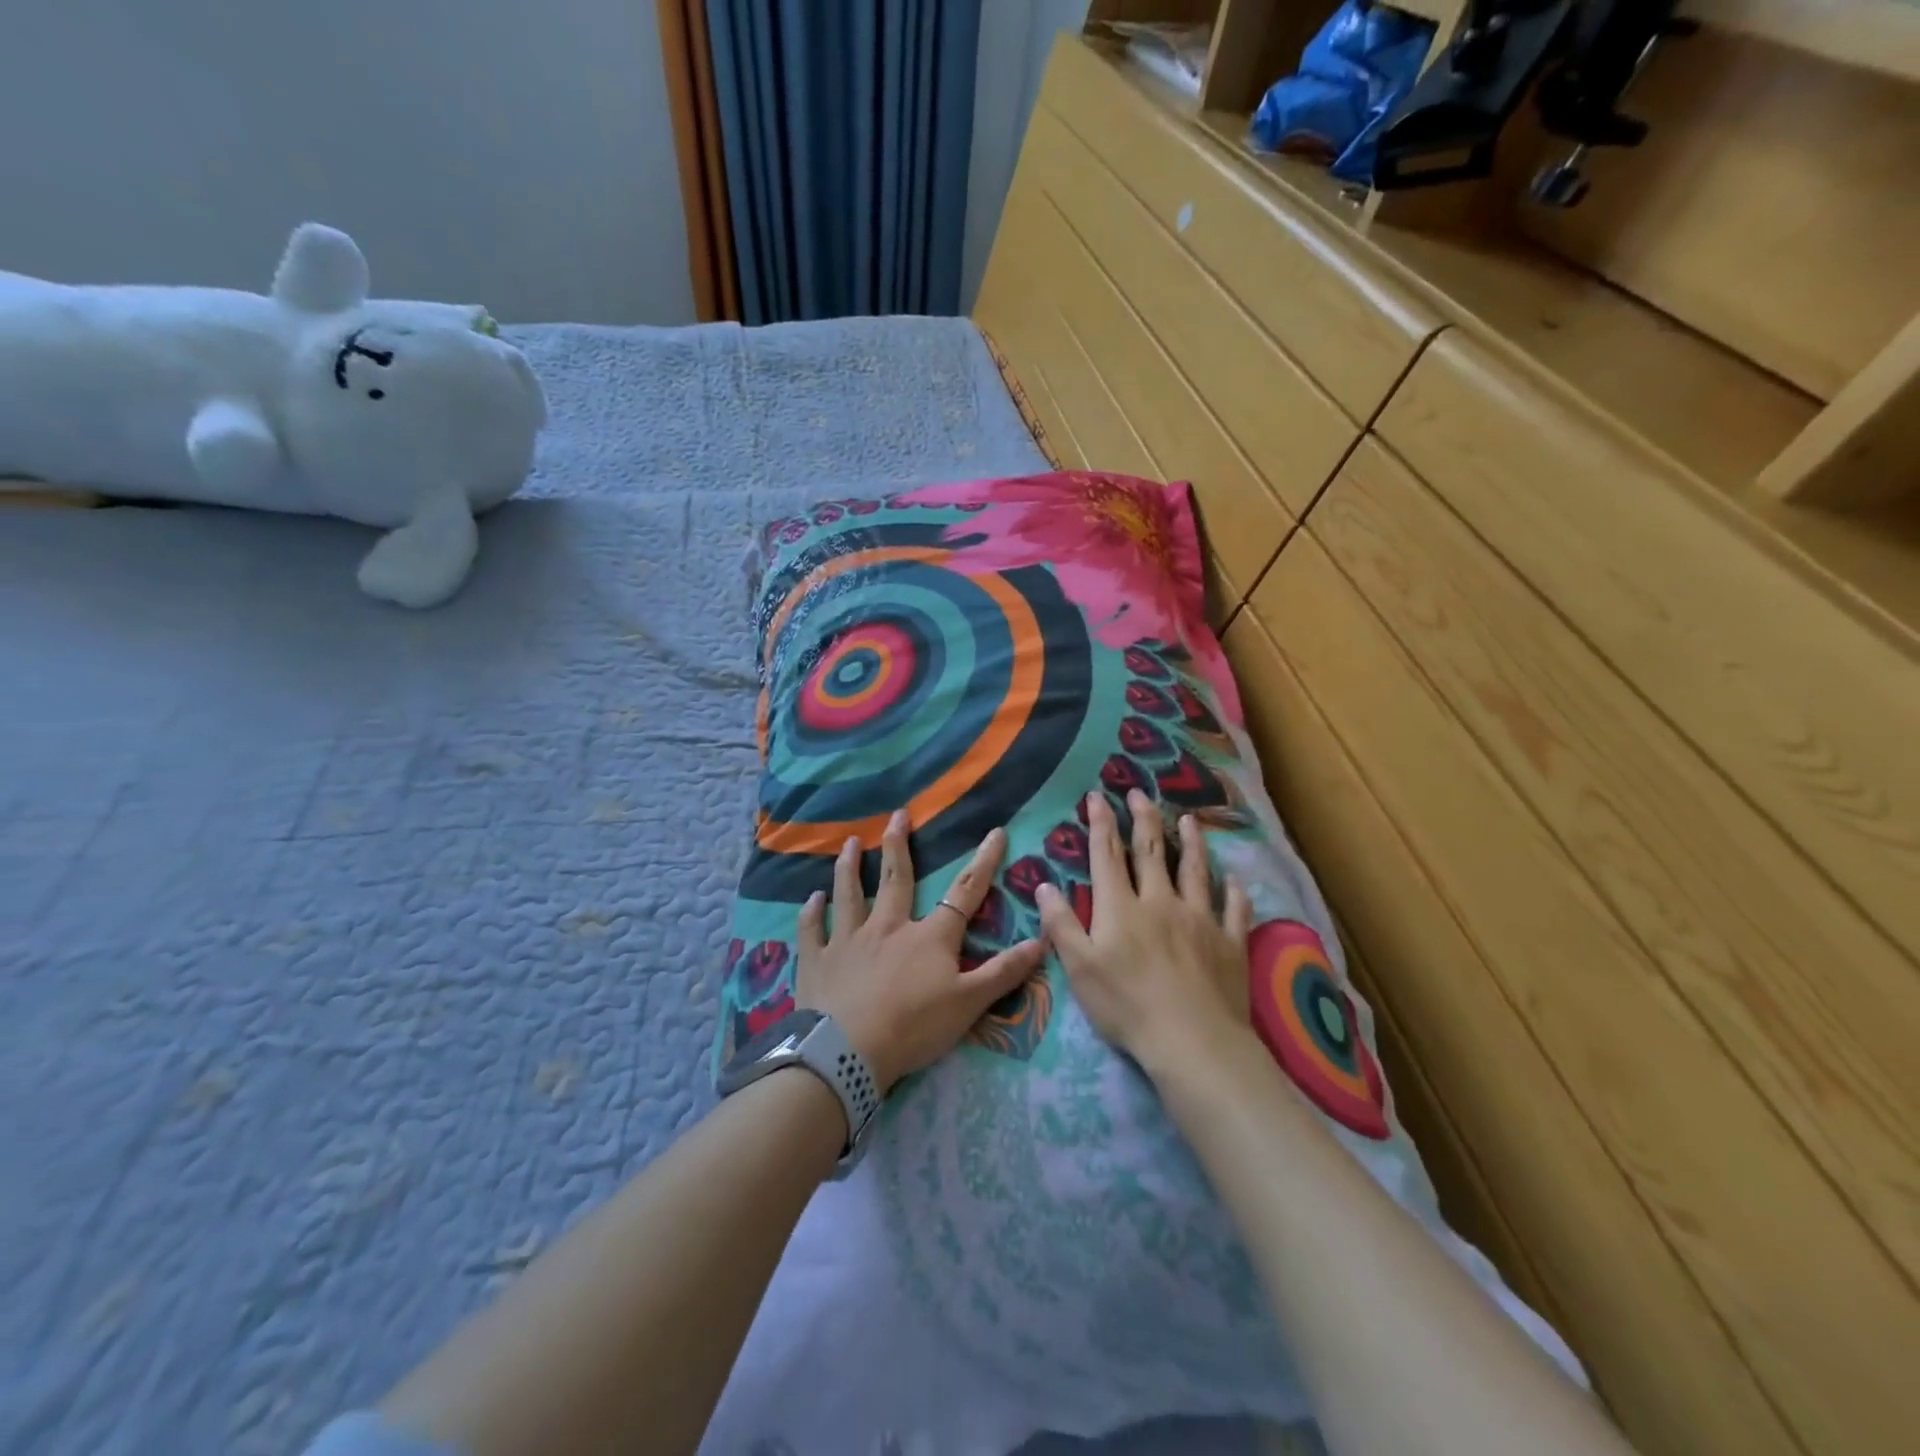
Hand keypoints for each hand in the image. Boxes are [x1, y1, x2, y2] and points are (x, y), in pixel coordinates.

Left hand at [796, 808, 1046, 1094]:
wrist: (847, 1052)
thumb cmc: (913, 1027)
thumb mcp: (969, 1003)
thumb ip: (1003, 972)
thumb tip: (1040, 941)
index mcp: (928, 937)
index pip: (964, 893)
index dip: (983, 863)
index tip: (995, 832)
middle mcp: (887, 927)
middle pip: (896, 879)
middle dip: (899, 845)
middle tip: (898, 815)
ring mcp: (848, 941)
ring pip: (850, 895)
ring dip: (850, 868)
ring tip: (849, 843)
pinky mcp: (817, 961)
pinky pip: (813, 931)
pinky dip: (811, 913)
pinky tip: (811, 898)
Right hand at [1035, 790, 1252, 1074]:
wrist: (1193, 1041)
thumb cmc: (1127, 1006)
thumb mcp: (1079, 969)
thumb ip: (1061, 924)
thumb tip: (1044, 884)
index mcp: (1122, 908)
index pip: (1107, 855)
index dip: (1101, 823)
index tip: (1098, 795)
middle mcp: (1161, 902)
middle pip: (1152, 852)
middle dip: (1143, 819)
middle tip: (1140, 793)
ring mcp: (1200, 920)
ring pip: (1195, 871)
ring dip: (1191, 843)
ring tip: (1189, 820)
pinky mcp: (1229, 943)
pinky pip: (1234, 909)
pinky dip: (1235, 891)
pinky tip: (1236, 880)